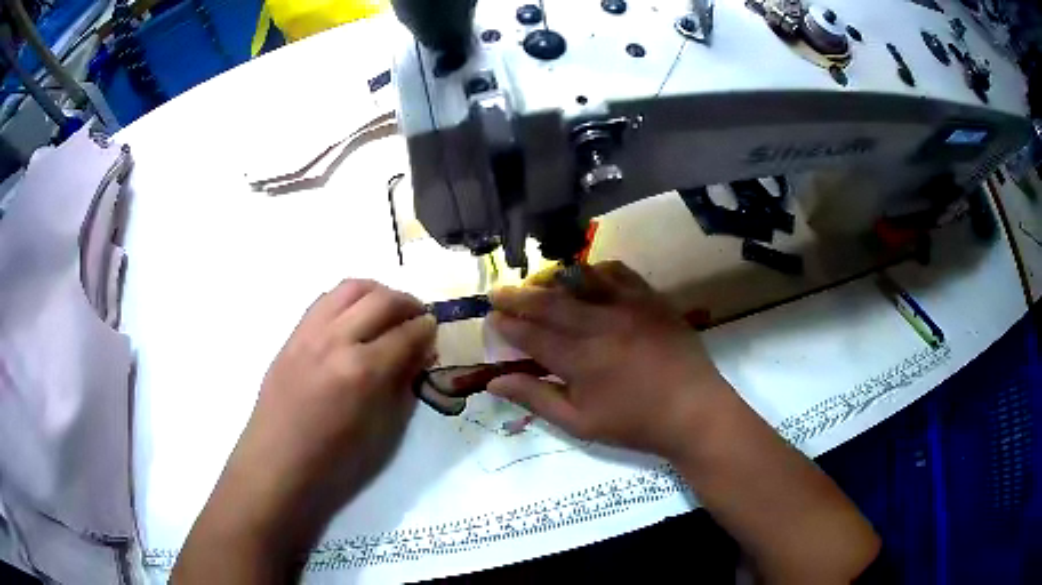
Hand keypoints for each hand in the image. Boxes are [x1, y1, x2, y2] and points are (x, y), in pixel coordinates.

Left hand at [238, 279, 435, 509]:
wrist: (279, 460)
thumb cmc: (335, 459)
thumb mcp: (383, 429)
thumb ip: (403, 384)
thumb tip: (419, 354)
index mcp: (362, 371)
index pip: (407, 334)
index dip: (427, 329)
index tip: (435, 330)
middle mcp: (336, 340)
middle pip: (382, 300)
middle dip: (408, 304)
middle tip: (419, 317)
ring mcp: (310, 332)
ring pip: (351, 288)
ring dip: (378, 292)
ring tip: (388, 309)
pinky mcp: (293, 333)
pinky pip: (326, 299)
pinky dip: (348, 299)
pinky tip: (355, 318)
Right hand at [488, 261, 731, 457]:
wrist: (693, 411)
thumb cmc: (635, 424)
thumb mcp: (580, 422)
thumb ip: (535, 398)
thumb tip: (494, 383)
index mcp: (580, 359)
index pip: (531, 335)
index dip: (506, 326)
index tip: (490, 318)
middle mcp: (601, 324)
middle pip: (550, 302)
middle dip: (518, 296)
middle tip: (498, 293)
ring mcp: (629, 306)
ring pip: (581, 281)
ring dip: (553, 279)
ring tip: (538, 283)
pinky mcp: (651, 299)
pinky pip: (618, 273)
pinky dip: (596, 271)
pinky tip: (587, 277)